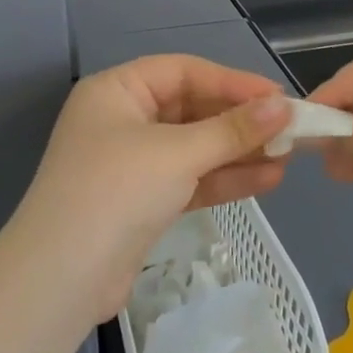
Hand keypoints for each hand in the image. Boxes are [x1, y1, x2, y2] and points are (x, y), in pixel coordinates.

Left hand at [9, 56, 294, 323]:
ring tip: (289, 157)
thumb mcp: (177, 153)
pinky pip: (190, 179)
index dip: (232, 82)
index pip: (184, 72)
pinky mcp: (143, 201)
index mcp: (117, 91)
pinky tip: (267, 180)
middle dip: (240, 121)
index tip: (278, 97)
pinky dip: (223, 179)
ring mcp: (132, 163)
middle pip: (191, 109)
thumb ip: (232, 130)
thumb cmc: (116, 192)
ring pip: (195, 147)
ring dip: (239, 152)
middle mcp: (122, 119)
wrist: (61, 280)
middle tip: (290, 129)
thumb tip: (282, 106)